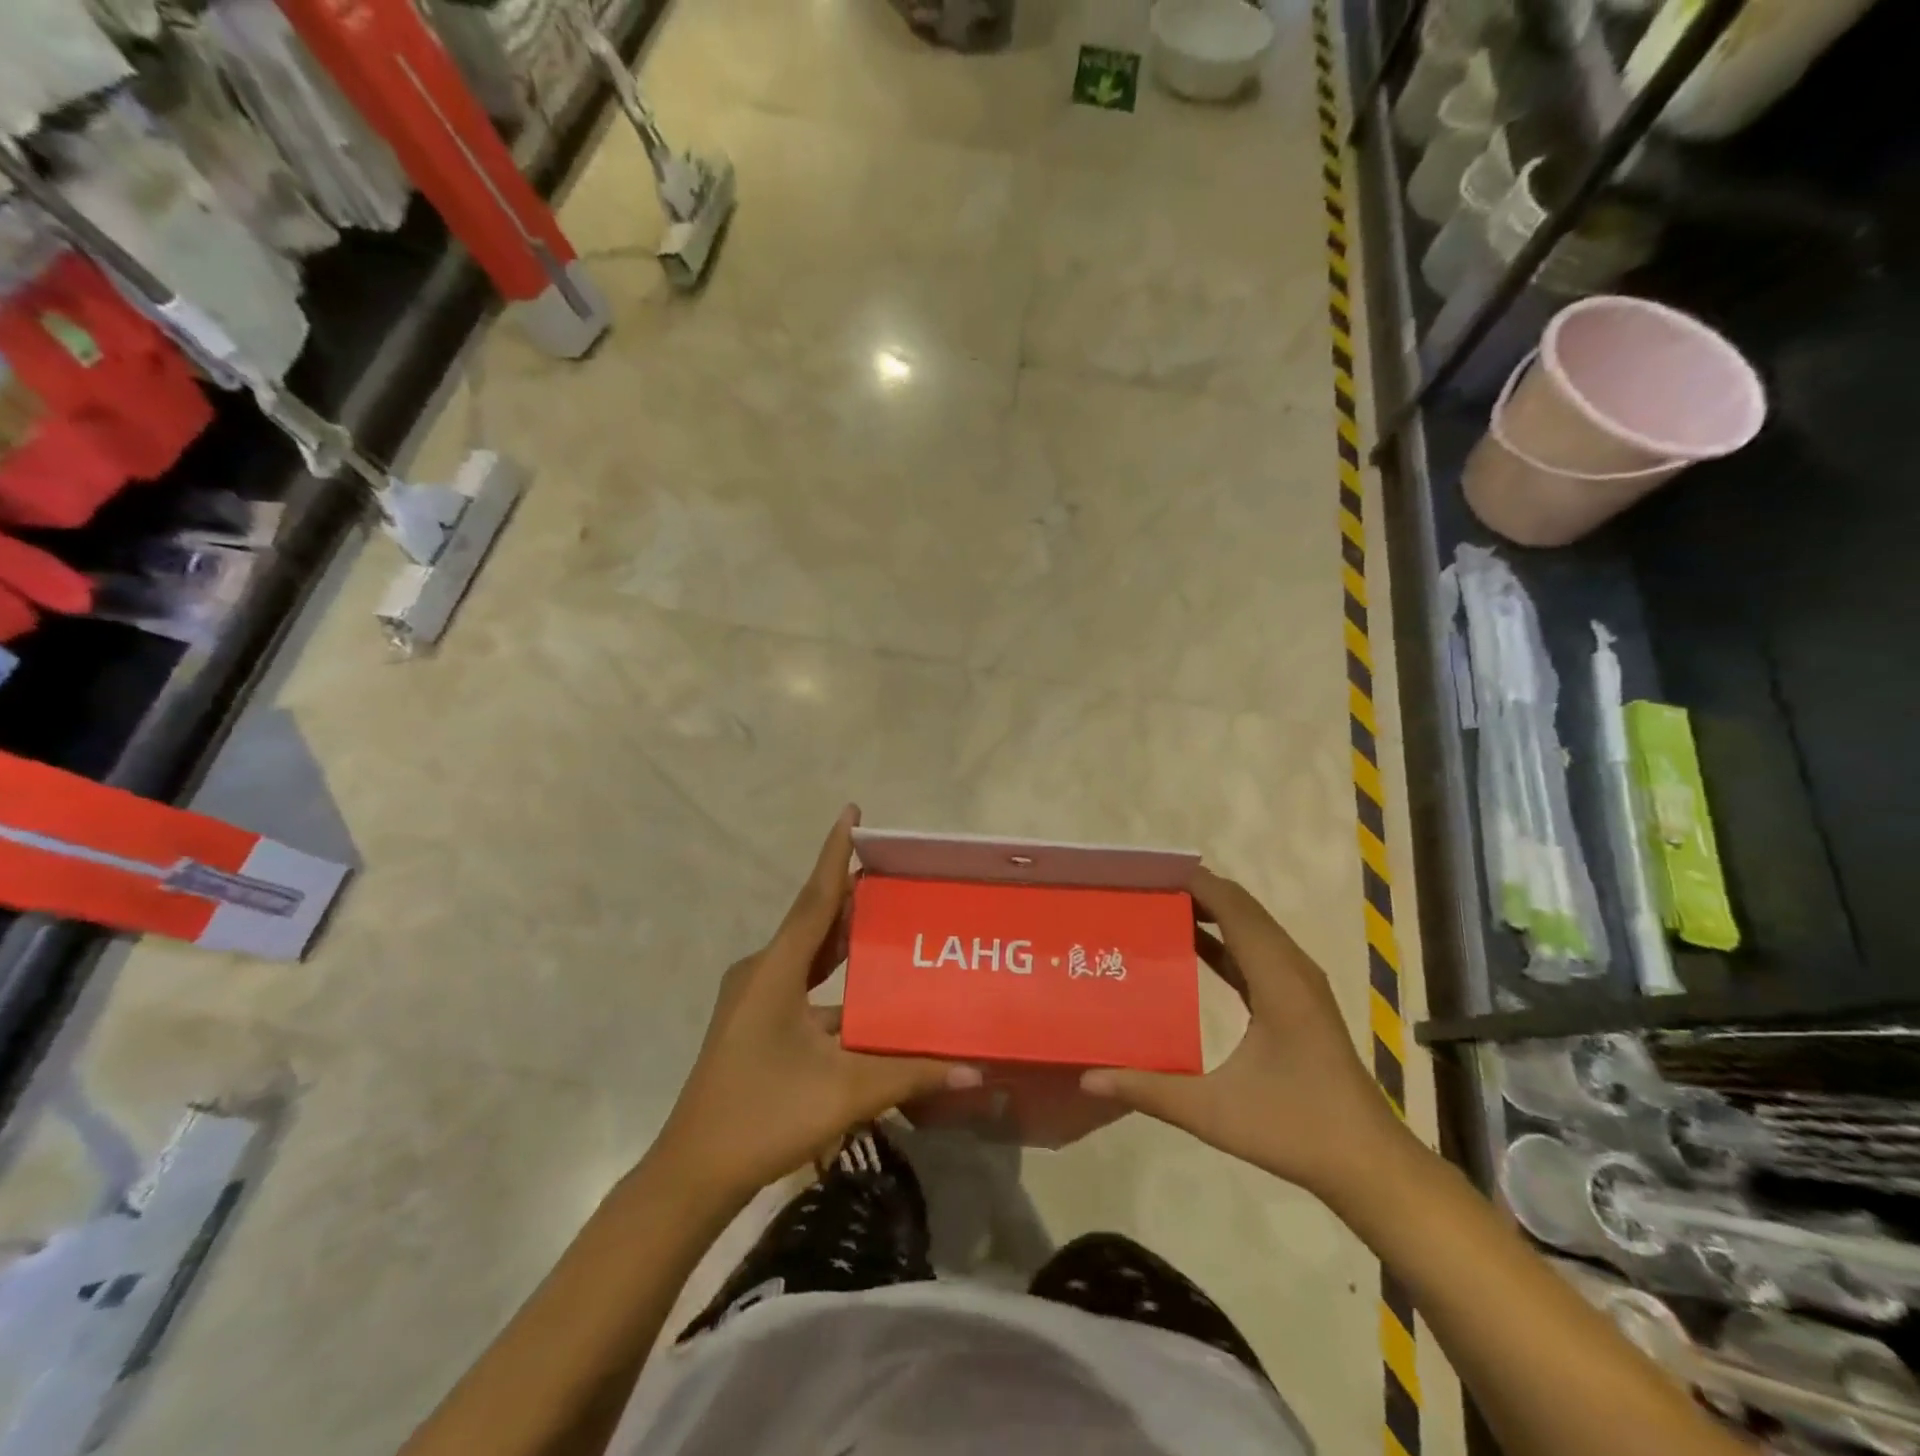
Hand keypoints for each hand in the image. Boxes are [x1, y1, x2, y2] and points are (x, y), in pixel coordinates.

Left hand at [653, 807, 980, 1205]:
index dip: (835, 854)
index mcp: (774, 971)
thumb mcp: (844, 1091)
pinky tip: (866, 989)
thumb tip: (975, 1069)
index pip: (814, 898)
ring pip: (807, 954)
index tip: (852, 813)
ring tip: (885, 916)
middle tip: (892, 871)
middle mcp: (761, 972)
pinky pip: (801, 982)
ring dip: (842, 936)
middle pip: (812, 921)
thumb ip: (910, 1074)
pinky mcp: (756, 1021)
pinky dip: (832, 975)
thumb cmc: (764, 1116)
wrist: (692, 1173)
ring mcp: (754, 998)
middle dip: (849, 894)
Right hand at [1080, 868, 1407, 1200]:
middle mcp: (1292, 968)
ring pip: (1251, 925)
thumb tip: (1088, 1078)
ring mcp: (1298, 982)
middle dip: (1194, 890)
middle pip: (1241, 907)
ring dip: (1210, 910)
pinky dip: (1223, 937)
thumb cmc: (1297, 1130)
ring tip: (1156, 905)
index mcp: (1278, 978)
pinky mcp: (1297, 999)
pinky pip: (1256, 949)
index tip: (1146, 873)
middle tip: (1140, 888)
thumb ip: (1150, 1091)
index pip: (1233, 907)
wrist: (1369, 1164)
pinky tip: (1189, 943)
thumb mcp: (1215, 1113)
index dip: (1193, 883)